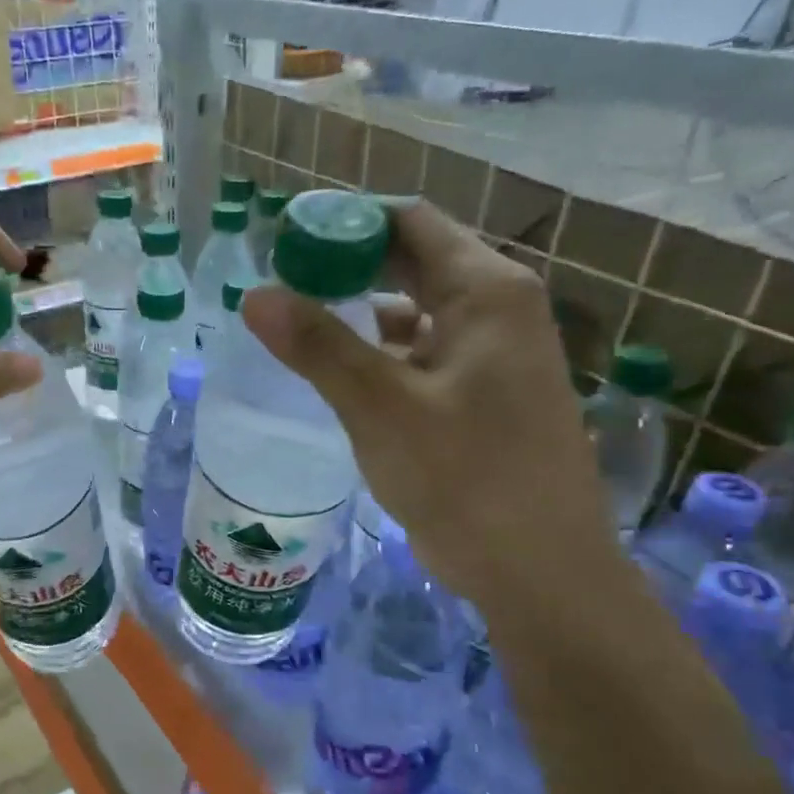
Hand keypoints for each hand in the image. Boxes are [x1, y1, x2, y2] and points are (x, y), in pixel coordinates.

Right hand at [242, 200, 619, 608]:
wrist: (538, 571)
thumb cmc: (466, 478)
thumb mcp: (381, 407)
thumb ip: (318, 346)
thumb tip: (255, 295)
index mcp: (487, 291)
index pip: (408, 222)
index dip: (344, 224)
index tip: (283, 244)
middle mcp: (496, 309)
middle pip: (411, 261)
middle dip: (344, 268)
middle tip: (278, 285)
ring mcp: (490, 354)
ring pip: (413, 309)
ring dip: (358, 311)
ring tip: (295, 325)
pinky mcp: (479, 395)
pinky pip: (420, 352)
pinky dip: (378, 352)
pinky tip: (336, 372)